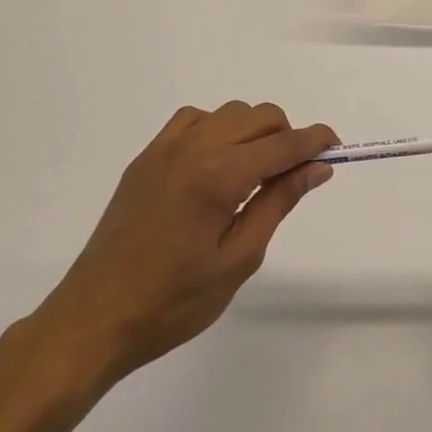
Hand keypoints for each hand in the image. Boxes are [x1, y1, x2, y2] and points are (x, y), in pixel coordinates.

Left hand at [31, 102, 334, 394]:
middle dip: (286, 135)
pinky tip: (216, 162)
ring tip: (255, 172)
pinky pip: (193, 120)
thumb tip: (317, 167)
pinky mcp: (146, 157)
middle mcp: (194, 148)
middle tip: (294, 173)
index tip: (335, 146)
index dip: (315, 141)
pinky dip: (216, 128)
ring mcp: (166, 148)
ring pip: (228, 112)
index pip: (282, 144)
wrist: (95, 318)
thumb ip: (278, 203)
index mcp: (219, 176)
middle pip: (259, 116)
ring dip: (253, 130)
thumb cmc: (173, 302)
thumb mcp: (238, 260)